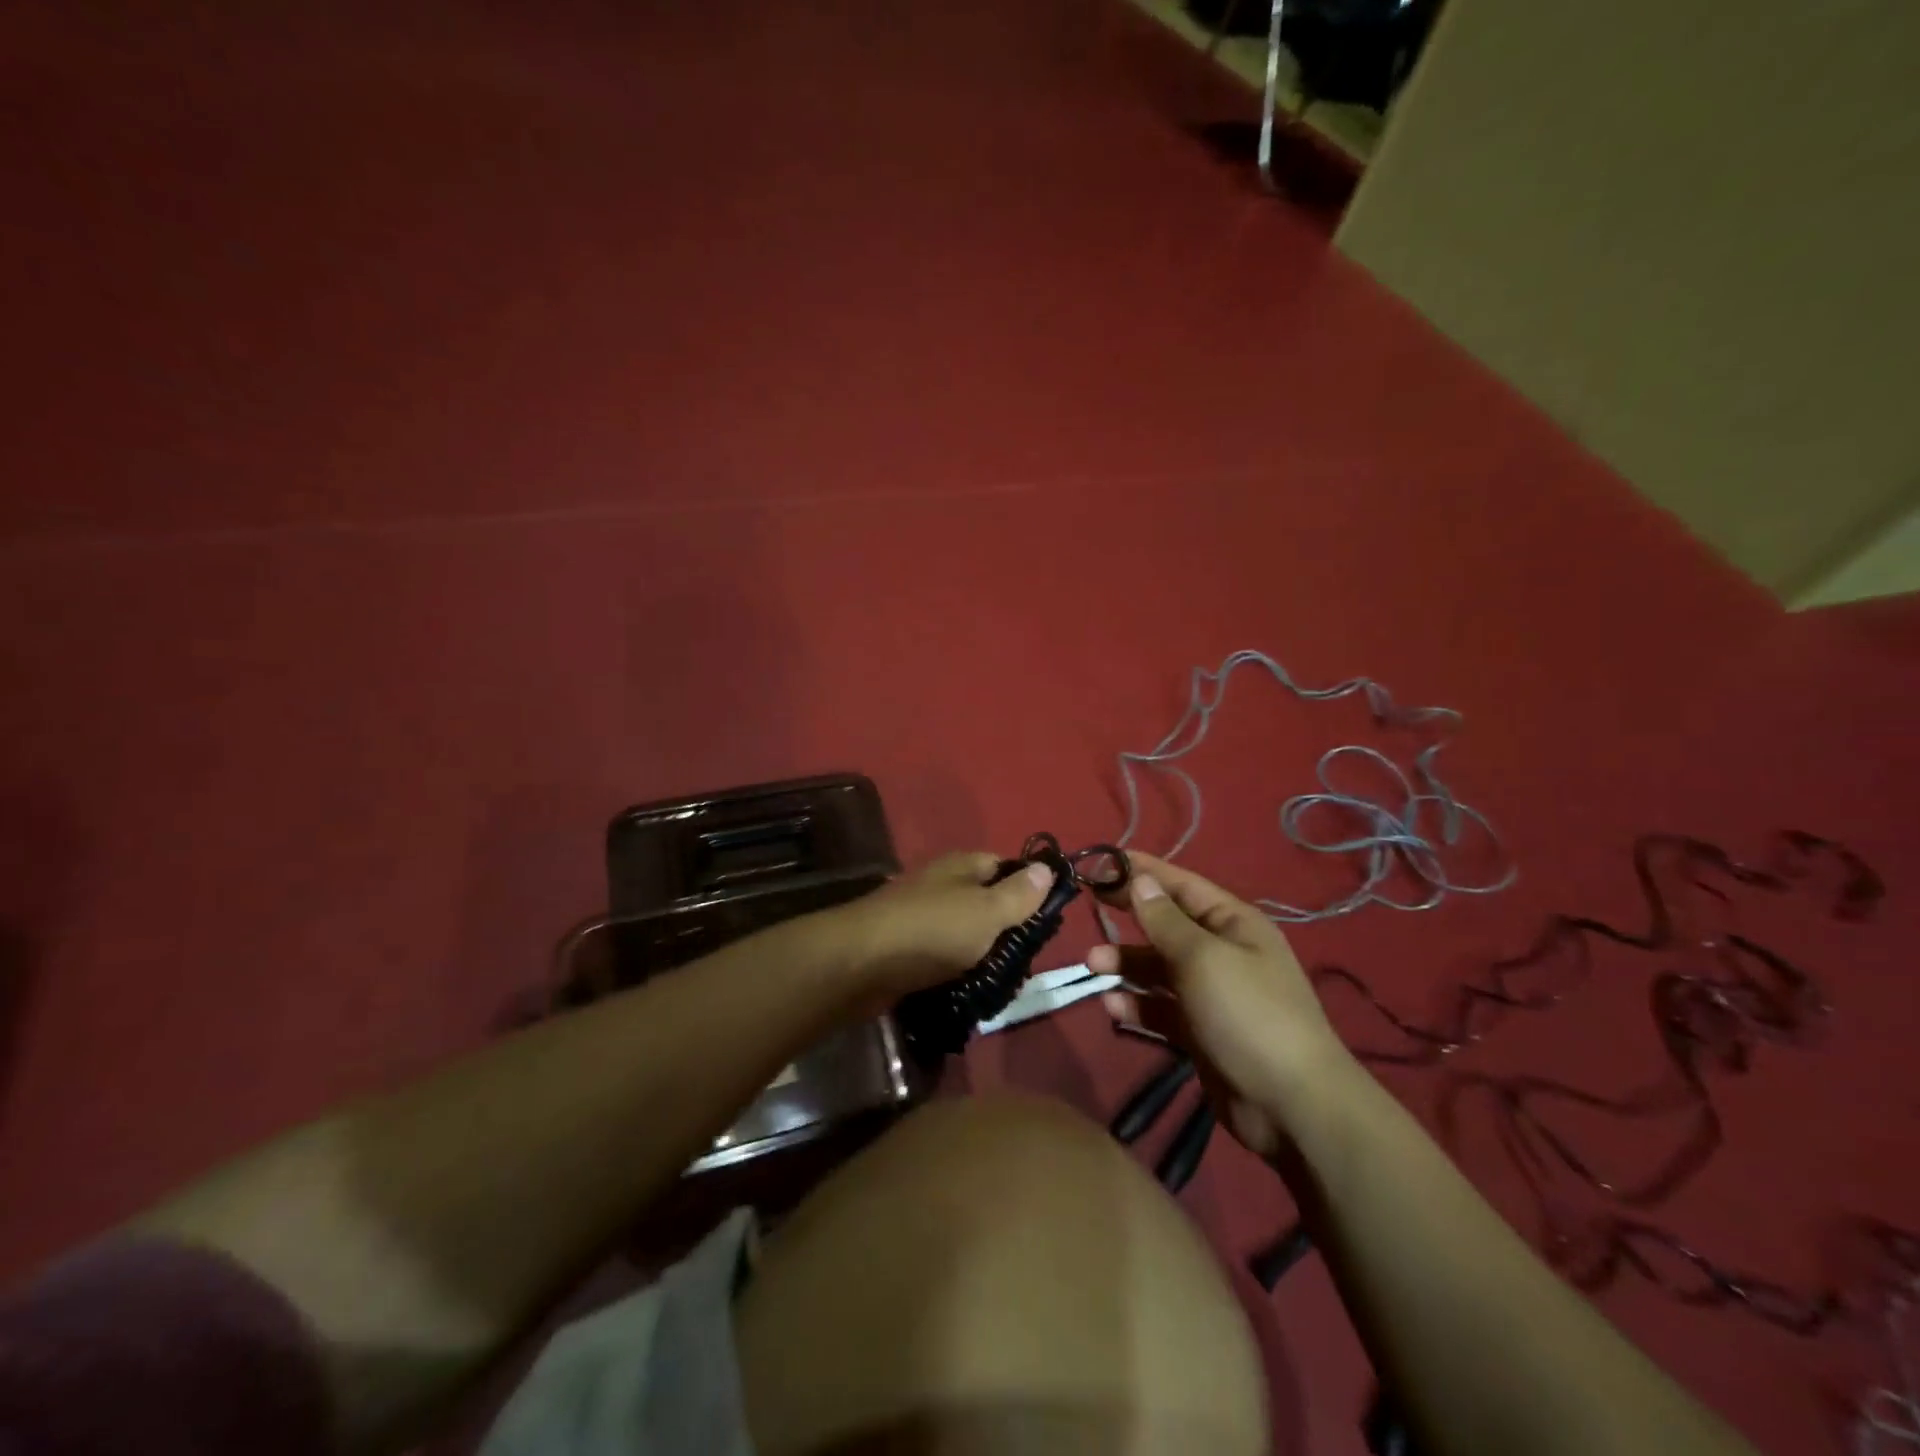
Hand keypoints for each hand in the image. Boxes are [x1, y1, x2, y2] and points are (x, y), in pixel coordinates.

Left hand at [831, 850, 1053, 1001]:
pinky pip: (944, 956)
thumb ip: (1018, 893)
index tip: (1047, 920)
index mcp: (961, 866)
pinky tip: (972, 990)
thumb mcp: (986, 910)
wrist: (861, 963)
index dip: (1027, 888)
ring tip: (1005, 982)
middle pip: (985, 901)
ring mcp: (922, 917)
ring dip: (984, 955)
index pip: (1003, 866)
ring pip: (965, 932)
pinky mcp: (907, 949)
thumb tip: (1046, 868)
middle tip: (1028, 959)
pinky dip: (959, 971)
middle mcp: (941, 885)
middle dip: (1007, 929)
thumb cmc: (932, 930)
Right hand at [1088, 853, 1360, 1158]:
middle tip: (1089, 910)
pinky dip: (1137, 1005)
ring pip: (1158, 969)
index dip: (1143, 872)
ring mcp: (1211, 995)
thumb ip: (1165, 920)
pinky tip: (1113, 1007)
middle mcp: (1223, 953)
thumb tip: (1140, 880)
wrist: (1292, 1106)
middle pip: (1166, 926)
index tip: (1101, 862)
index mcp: (1234, 924)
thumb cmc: (1247, 1014)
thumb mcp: (1202, 957)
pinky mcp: (1200, 1032)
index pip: (1181, 885)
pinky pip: (1161, 1009)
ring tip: (1093, 967)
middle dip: (1129, 920)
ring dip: (1126, 965)